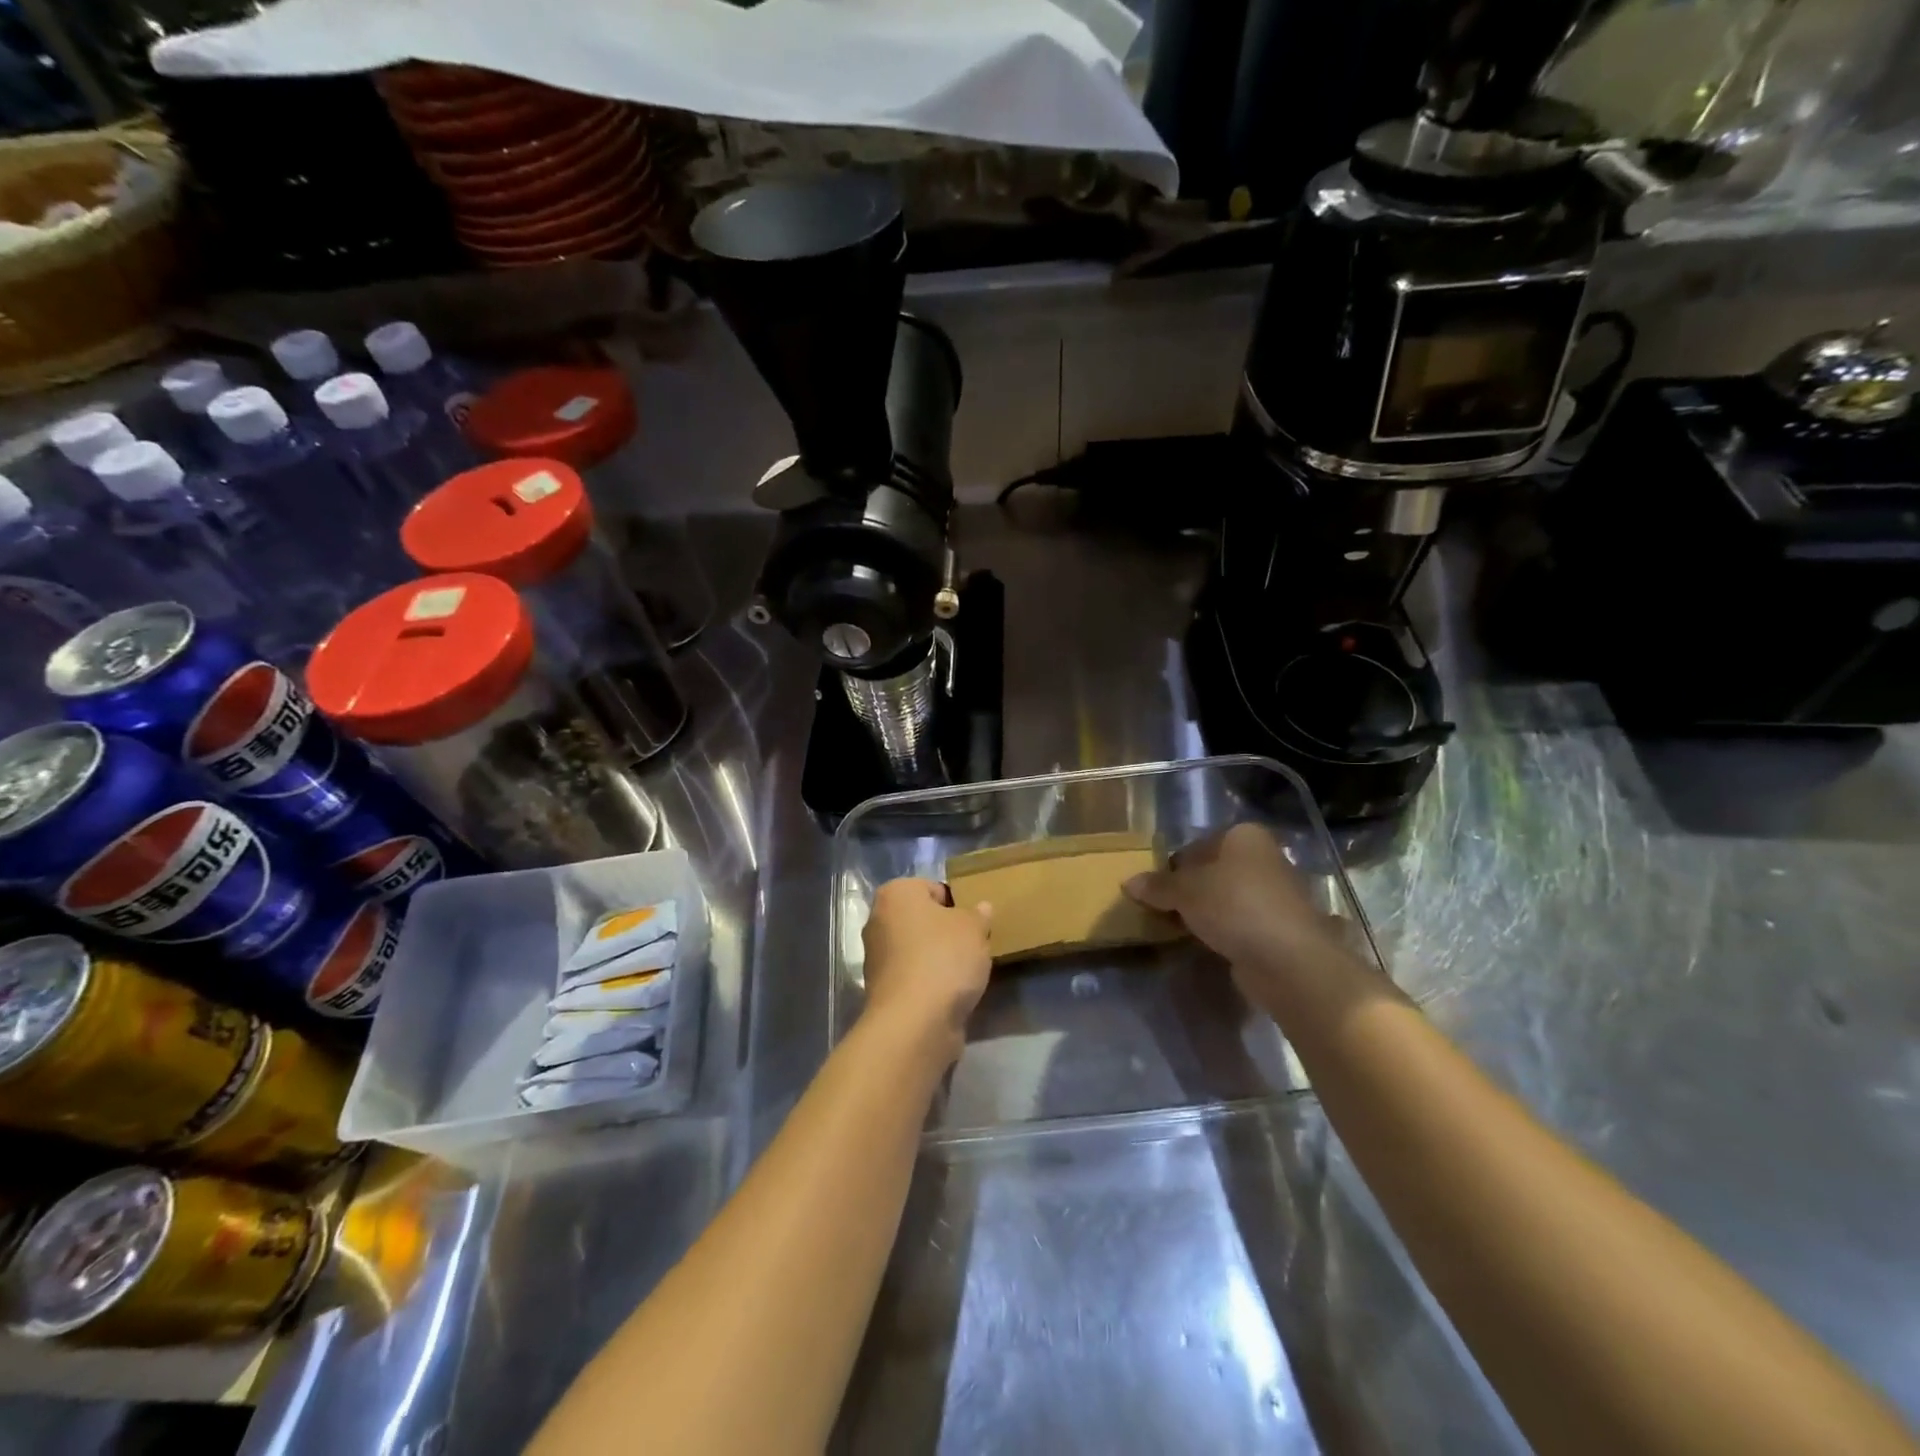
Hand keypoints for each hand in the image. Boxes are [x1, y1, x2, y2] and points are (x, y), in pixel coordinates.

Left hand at [861, 878, 992, 1062]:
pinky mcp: (883, 990)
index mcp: (895, 894)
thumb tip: (981, 908)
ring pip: (918, 949)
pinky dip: (930, 982)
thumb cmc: (943, 959)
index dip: (957, 903)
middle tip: (973, 945)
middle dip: (946, 931)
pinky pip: (914, 976)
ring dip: (939, 958)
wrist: (914, 1023)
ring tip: (966, 972)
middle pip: (923, 920)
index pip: (932, 888)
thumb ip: (978, 914)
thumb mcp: (973, 928)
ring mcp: (877, 958)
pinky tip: (951, 993)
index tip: (974, 923)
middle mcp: (878, 921)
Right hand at [1123, 823, 1342, 971]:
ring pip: (1226, 897)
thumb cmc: (1234, 906)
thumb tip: (1128, 883)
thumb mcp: (1184, 891)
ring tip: (1178, 929)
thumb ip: (1157, 886)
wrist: (1288, 959)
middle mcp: (1264, 857)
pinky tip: (1206, 944)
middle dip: (1188, 889)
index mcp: (1244, 836)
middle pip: (1212, 870)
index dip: (1173, 866)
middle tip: (1161, 909)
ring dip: (1205, 911)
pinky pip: (1239, 922)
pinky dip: (1223, 930)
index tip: (1154, 889)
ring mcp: (1275, 893)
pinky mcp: (1279, 927)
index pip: (1196, 845)